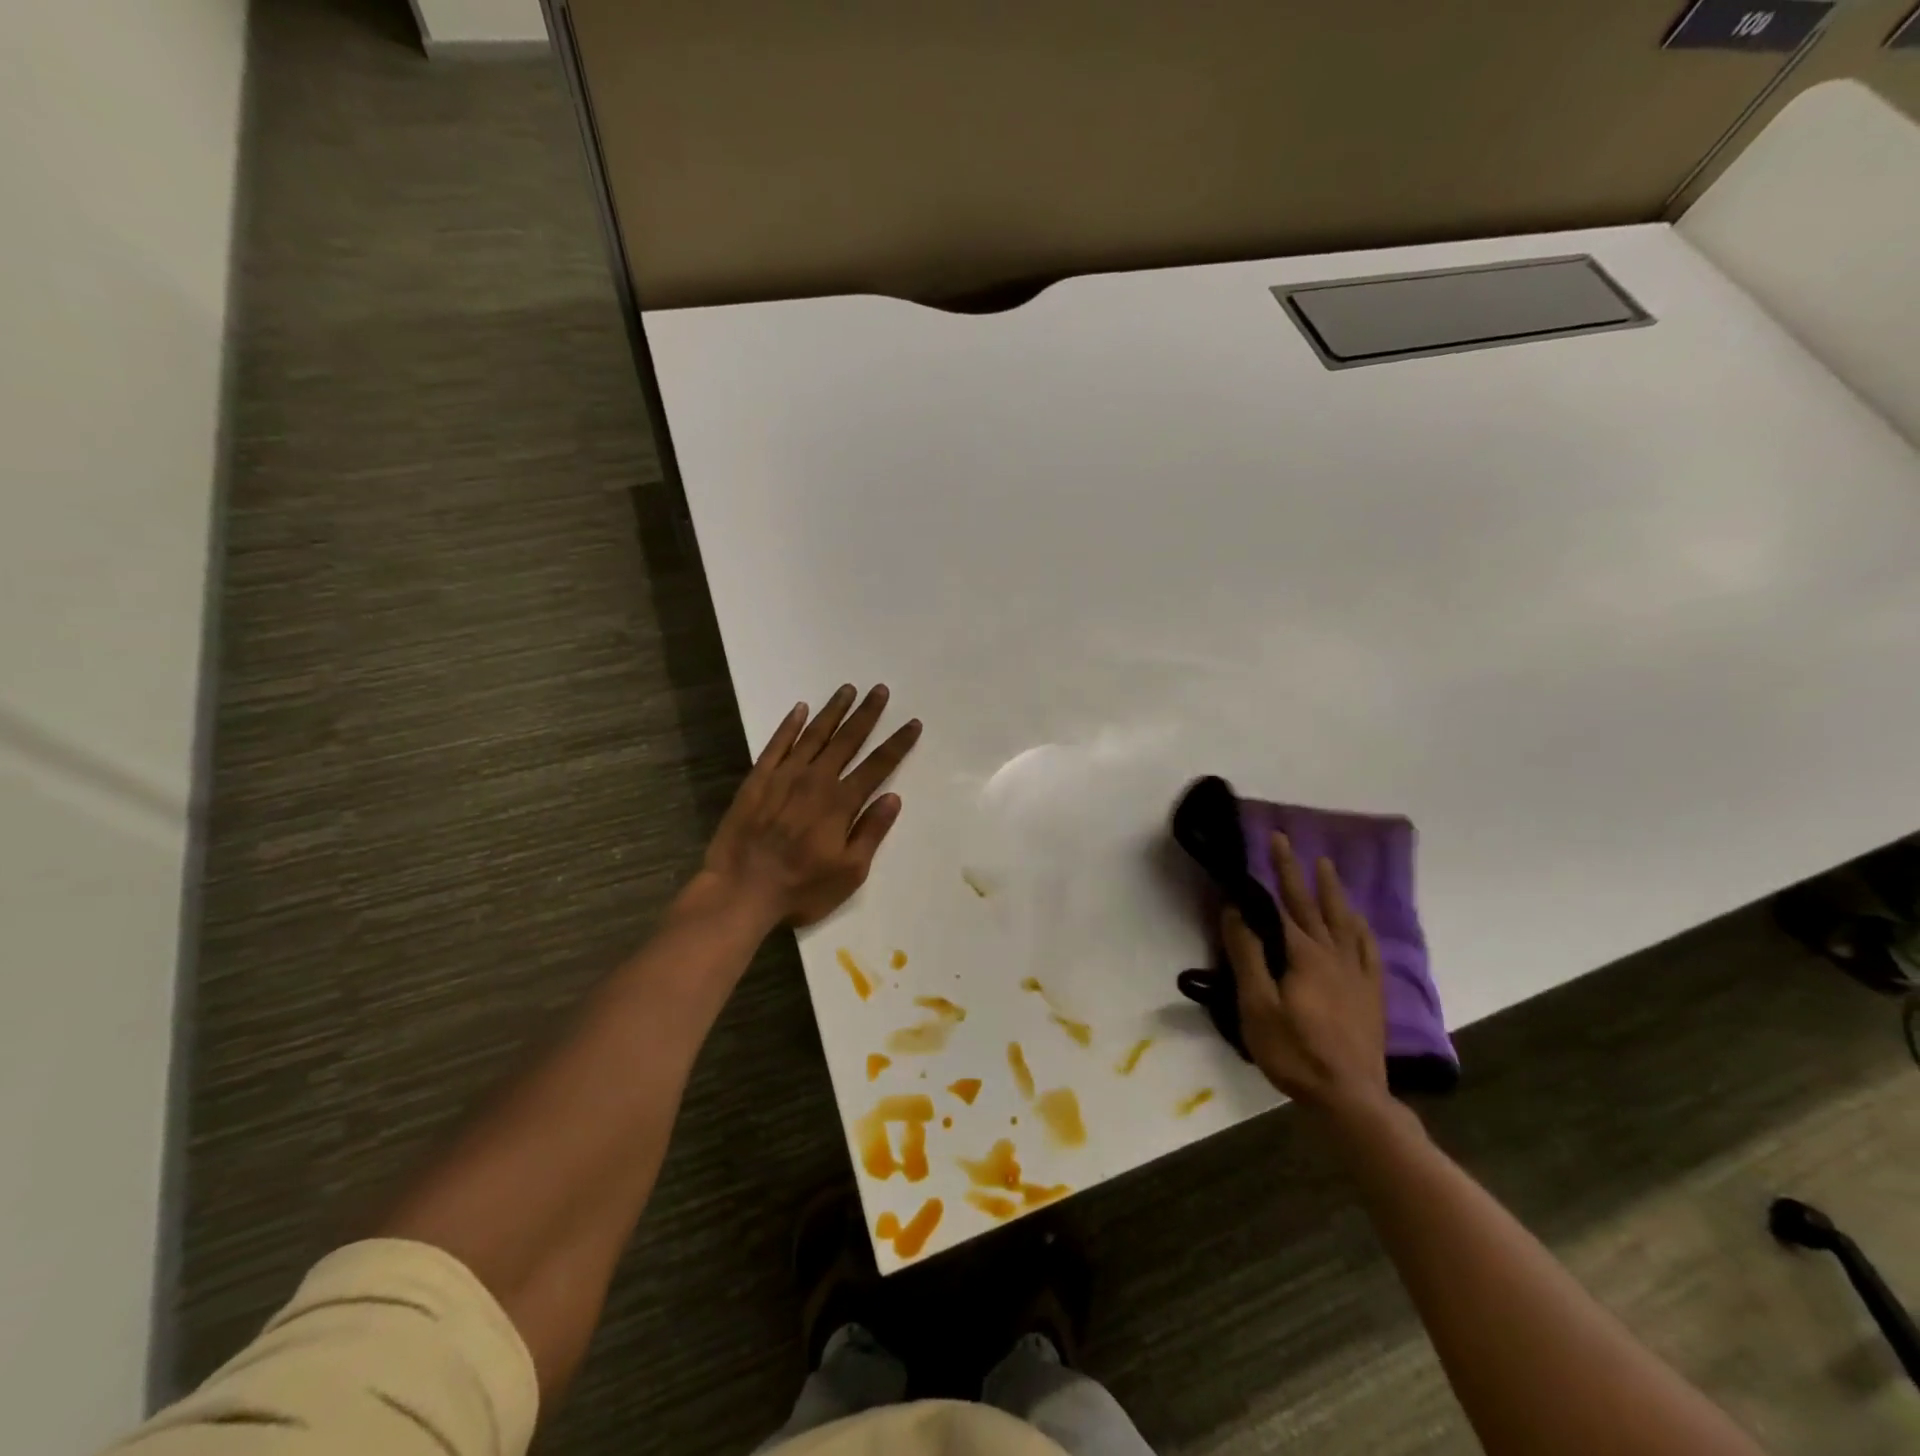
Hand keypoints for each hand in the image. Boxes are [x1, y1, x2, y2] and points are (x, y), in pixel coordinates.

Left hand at [698, 684, 921, 928]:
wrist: (740, 890)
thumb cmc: (801, 888)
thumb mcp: (849, 872)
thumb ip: (871, 831)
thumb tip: (893, 797)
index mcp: (841, 802)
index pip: (878, 765)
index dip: (898, 743)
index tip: (913, 723)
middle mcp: (815, 780)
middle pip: (847, 740)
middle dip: (867, 714)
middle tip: (880, 689)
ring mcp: (783, 776)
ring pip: (814, 735)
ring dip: (833, 711)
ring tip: (847, 689)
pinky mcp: (757, 779)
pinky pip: (776, 744)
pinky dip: (789, 725)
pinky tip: (800, 709)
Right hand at [1222, 833, 1388, 1116]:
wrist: (1351, 1098)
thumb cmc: (1295, 1052)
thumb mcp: (1257, 1006)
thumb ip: (1247, 956)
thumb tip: (1236, 912)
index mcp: (1304, 955)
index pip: (1284, 903)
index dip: (1274, 871)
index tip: (1268, 841)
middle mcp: (1334, 954)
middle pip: (1312, 904)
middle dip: (1296, 870)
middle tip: (1286, 840)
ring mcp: (1357, 973)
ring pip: (1344, 920)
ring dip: (1332, 890)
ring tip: (1326, 866)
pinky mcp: (1371, 992)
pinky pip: (1368, 947)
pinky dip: (1360, 926)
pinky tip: (1358, 921)